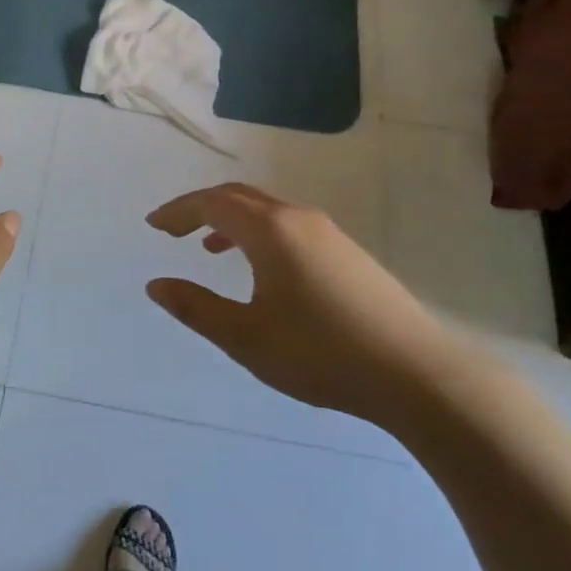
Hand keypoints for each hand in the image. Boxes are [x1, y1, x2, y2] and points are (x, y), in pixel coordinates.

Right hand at [145, 183, 472, 420]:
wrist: (417, 373)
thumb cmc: (320, 353)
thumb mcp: (245, 337)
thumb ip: (196, 308)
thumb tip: (156, 285)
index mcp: (270, 230)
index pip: (211, 202)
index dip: (177, 210)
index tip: (153, 225)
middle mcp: (299, 219)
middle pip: (239, 196)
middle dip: (201, 209)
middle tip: (173, 230)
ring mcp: (329, 234)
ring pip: (268, 211)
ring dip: (232, 221)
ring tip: (209, 248)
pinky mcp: (348, 254)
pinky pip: (289, 227)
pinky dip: (259, 234)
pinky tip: (262, 270)